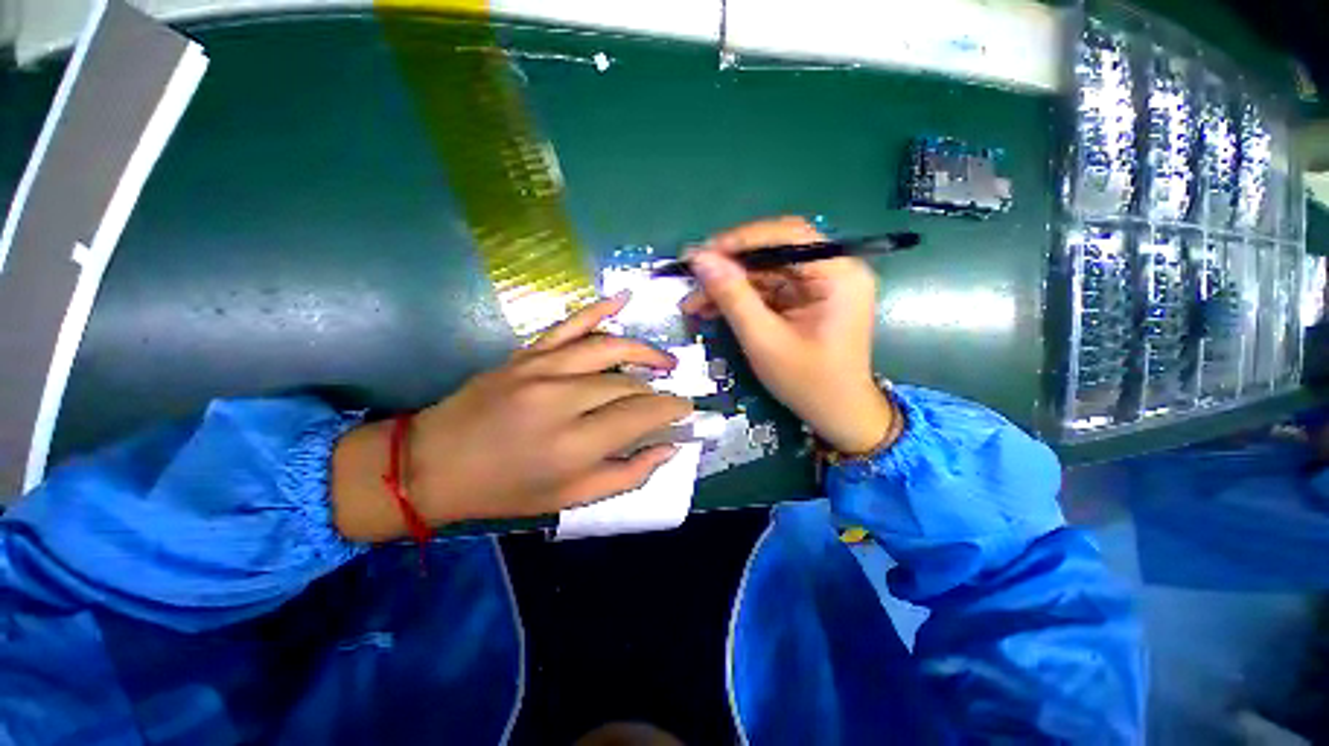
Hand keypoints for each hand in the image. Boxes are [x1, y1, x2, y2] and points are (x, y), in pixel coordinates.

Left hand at [332, 294, 691, 540]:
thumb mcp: (571, 499)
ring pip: (609, 347)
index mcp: (573, 444)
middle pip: (628, 383)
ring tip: (666, 363)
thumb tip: (668, 447)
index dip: (672, 410)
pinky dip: (599, 308)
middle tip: (669, 400)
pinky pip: (570, 323)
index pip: (641, 414)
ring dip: (644, 353)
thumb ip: (627, 474)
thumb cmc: (505, 490)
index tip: (686, 411)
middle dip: (658, 391)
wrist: (433, 464)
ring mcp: (541, 368)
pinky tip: (624, 298)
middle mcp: (561, 399)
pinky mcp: (526, 354)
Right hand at [680, 216, 897, 453]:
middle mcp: (833, 270)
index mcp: (838, 274)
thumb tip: (701, 259)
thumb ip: (733, 297)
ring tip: (694, 302)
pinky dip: (740, 298)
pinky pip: (768, 289)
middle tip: (693, 277)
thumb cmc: (808, 382)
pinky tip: (712, 309)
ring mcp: (820, 286)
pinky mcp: (806, 300)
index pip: (788, 235)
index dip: (742, 240)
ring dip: (729, 285)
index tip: (703, 254)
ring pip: (765, 271)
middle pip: (774, 252)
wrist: (837, 415)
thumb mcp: (764, 340)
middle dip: (730, 267)